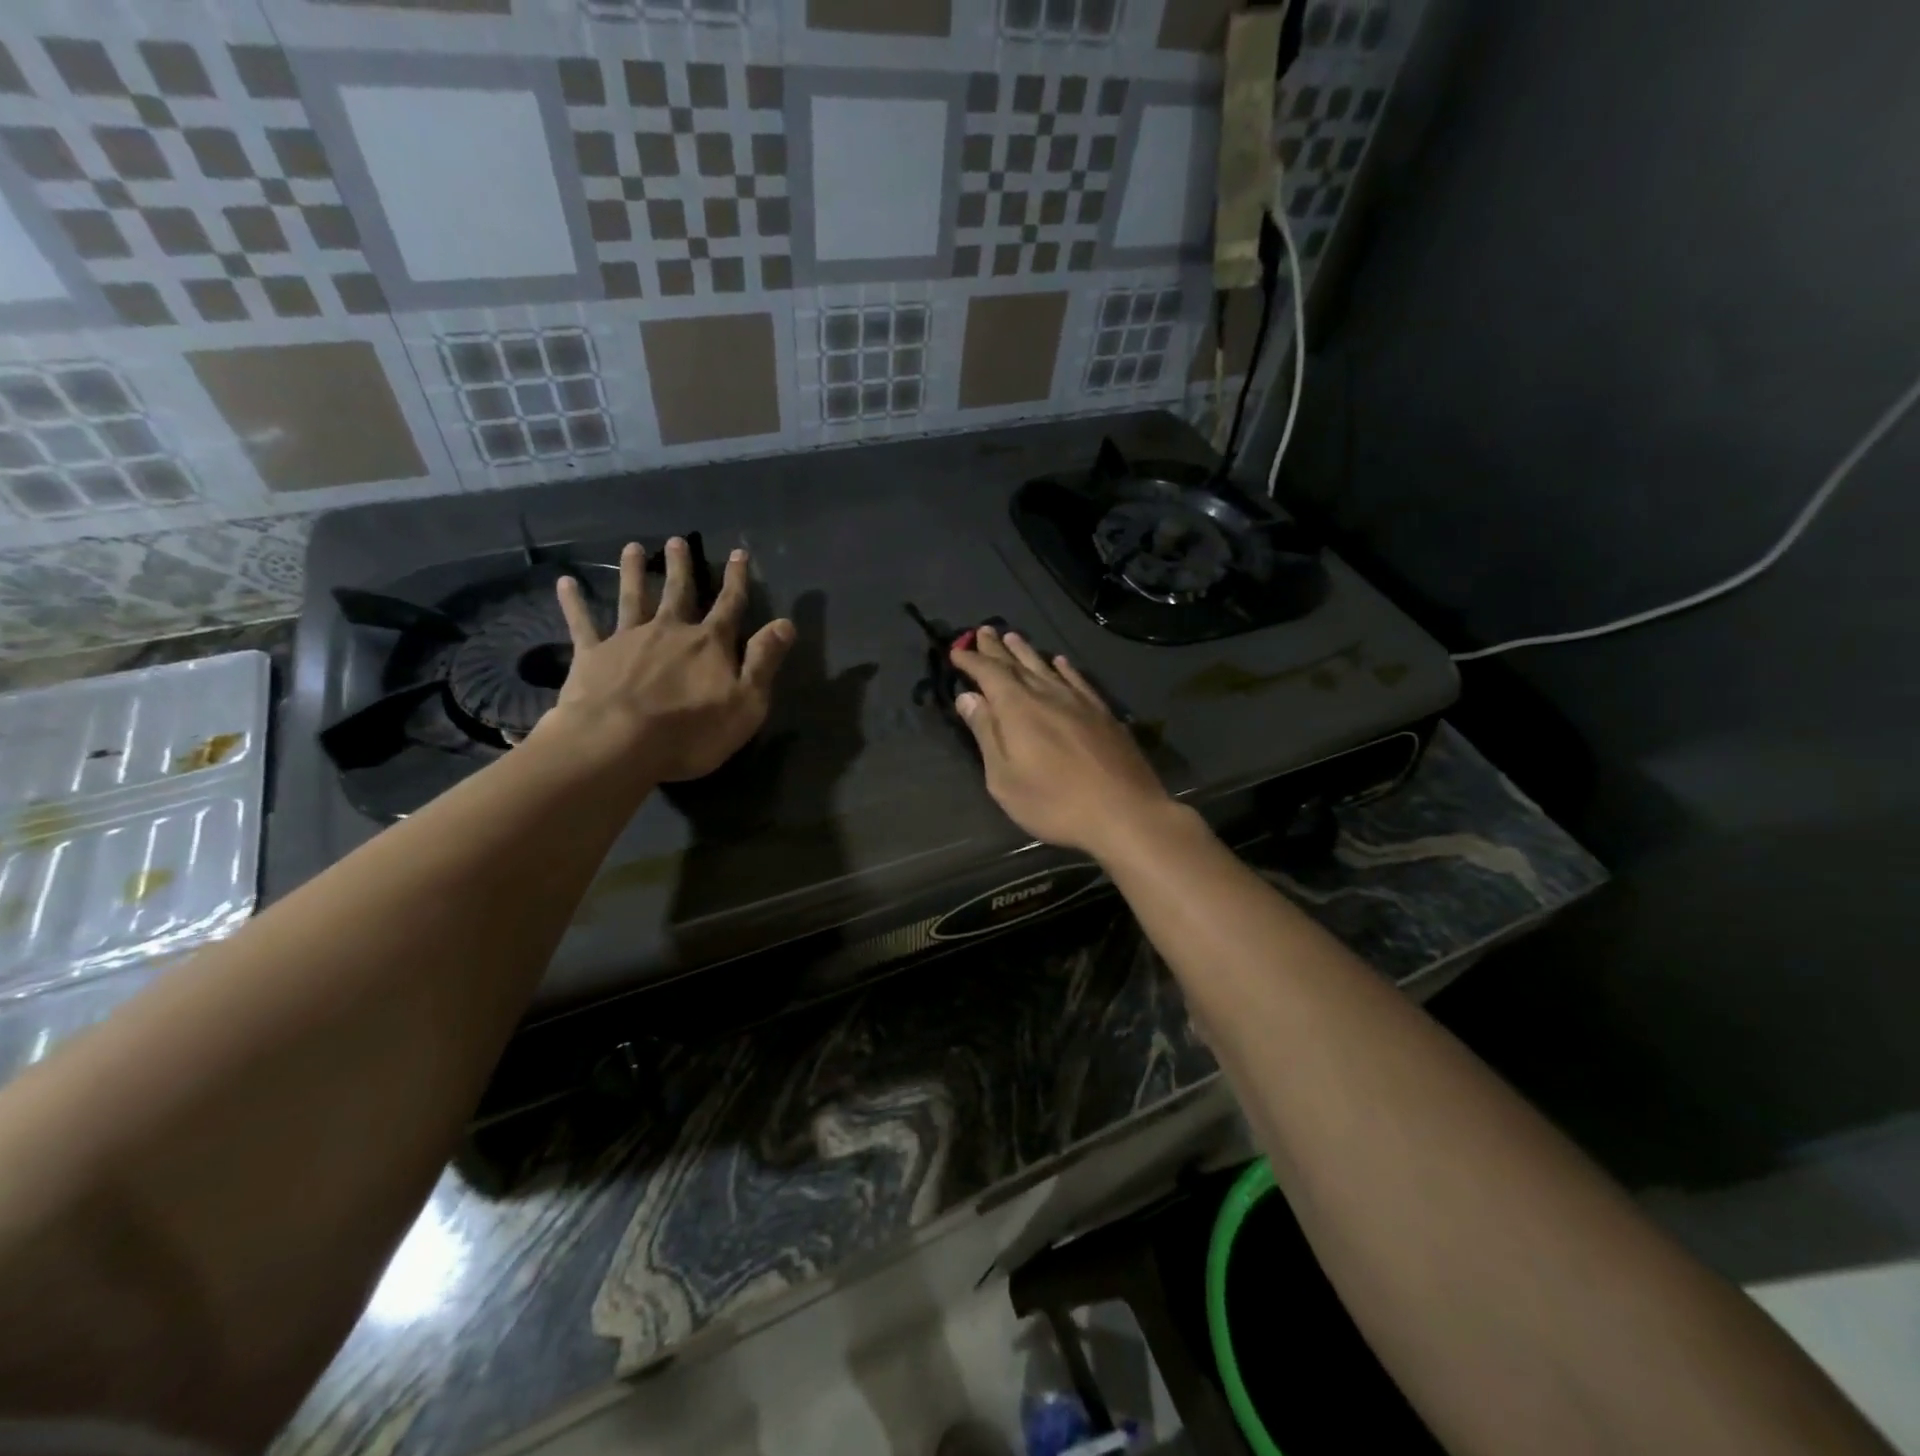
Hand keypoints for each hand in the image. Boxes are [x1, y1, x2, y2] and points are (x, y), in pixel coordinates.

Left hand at [538, 538, 793, 782]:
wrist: (618, 744)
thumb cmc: (691, 731)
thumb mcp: (747, 703)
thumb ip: (764, 661)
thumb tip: (786, 623)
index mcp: (709, 644)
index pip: (729, 605)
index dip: (737, 580)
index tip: (738, 553)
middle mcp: (669, 631)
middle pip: (678, 592)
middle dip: (681, 567)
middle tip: (677, 541)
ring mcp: (627, 639)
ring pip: (632, 598)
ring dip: (633, 572)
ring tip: (631, 548)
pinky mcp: (592, 655)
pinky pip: (582, 623)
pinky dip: (574, 603)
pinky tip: (565, 583)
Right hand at [950, 627, 1177, 858]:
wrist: (1124, 812)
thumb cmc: (1053, 802)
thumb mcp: (1004, 777)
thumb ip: (986, 733)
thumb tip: (968, 698)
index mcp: (1017, 708)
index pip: (989, 673)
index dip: (971, 661)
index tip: (956, 651)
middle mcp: (1047, 694)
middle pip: (1017, 664)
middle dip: (996, 649)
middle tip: (982, 631)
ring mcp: (1079, 701)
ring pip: (1047, 667)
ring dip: (1027, 651)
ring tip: (1013, 637)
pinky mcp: (1103, 713)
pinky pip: (1077, 680)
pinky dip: (1064, 668)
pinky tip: (1060, 662)